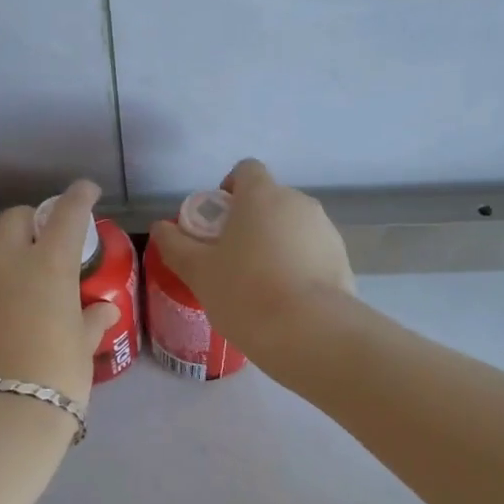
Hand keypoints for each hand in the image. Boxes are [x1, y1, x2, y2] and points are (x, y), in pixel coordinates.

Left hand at [0, 179, 119, 407]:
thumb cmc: (57, 377)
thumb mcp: (83, 347)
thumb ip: (91, 319)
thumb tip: (102, 308)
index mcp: (49, 264)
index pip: (67, 213)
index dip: (79, 196)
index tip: (87, 190)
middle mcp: (7, 262)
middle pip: (15, 218)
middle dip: (33, 219)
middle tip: (48, 238)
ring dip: (6, 246)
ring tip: (20, 268)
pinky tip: (0, 308)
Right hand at [148, 158, 354, 363]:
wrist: (311, 333)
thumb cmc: (246, 292)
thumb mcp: (198, 271)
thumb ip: (175, 245)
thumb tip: (161, 228)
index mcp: (262, 195)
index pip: (246, 170)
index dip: (229, 189)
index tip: (217, 221)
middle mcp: (298, 202)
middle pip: (270, 200)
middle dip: (251, 221)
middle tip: (231, 259)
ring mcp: (326, 230)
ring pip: (292, 227)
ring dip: (275, 244)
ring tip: (260, 285)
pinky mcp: (343, 259)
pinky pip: (312, 252)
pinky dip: (298, 265)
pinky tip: (286, 300)